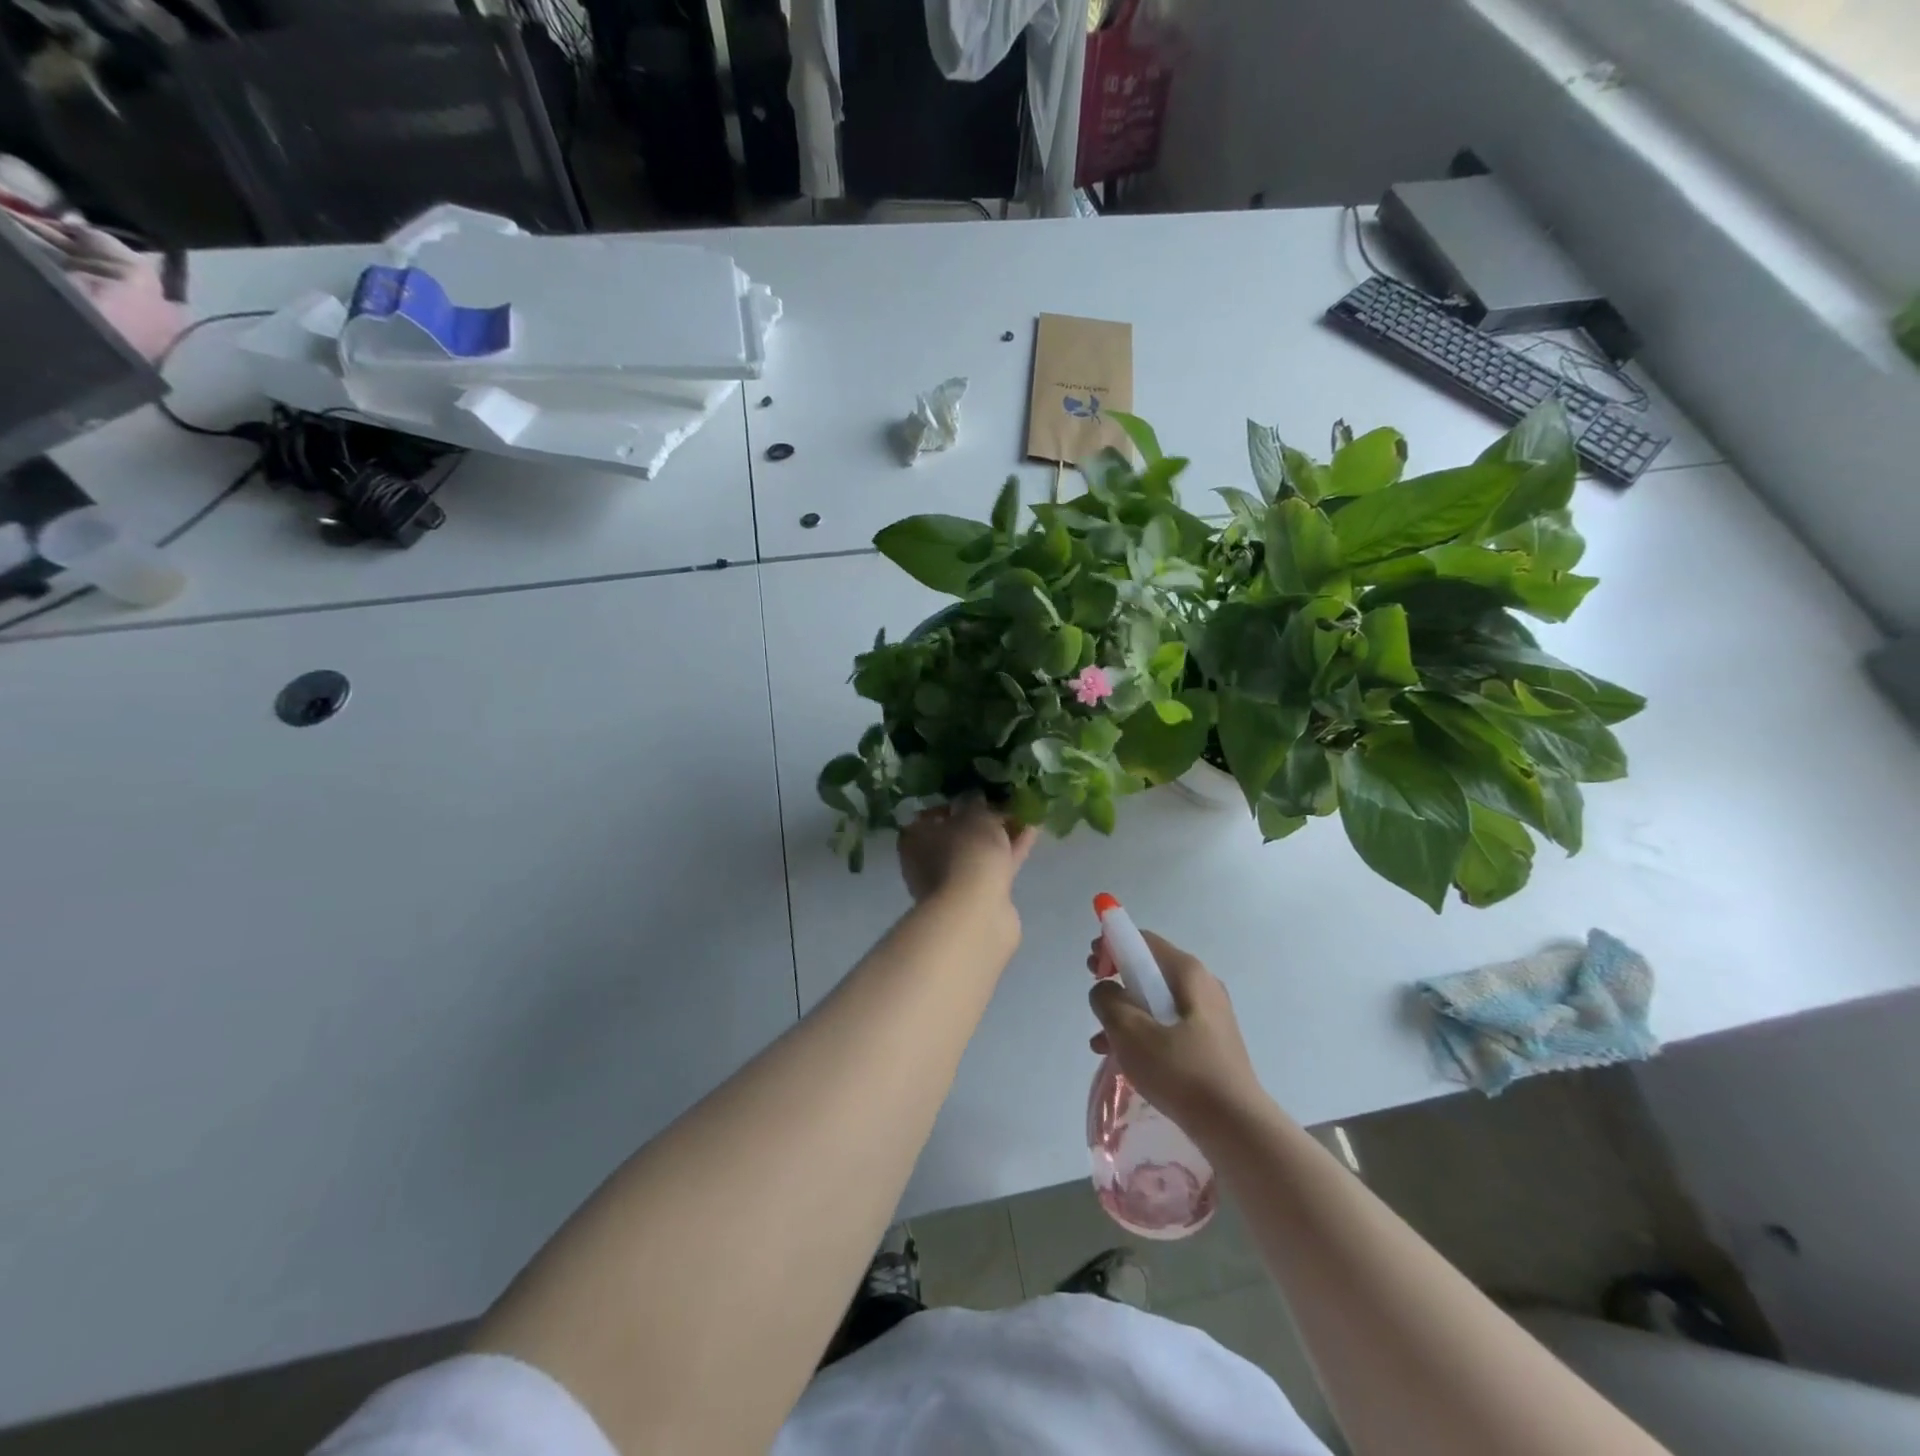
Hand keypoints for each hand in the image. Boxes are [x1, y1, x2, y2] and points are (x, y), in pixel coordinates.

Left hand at [898, 800, 1036, 905]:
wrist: (976, 911)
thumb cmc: (966, 852)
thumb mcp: (974, 816)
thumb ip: (976, 804)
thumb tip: (975, 798)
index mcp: (915, 838)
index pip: (931, 814)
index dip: (956, 803)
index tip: (979, 794)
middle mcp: (927, 861)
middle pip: (958, 834)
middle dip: (983, 820)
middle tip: (1005, 802)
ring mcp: (952, 882)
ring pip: (979, 851)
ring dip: (1000, 834)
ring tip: (1025, 813)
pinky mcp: (977, 896)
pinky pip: (995, 865)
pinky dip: (1011, 850)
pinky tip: (1031, 832)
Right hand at [1087, 929, 1267, 1132]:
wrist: (1236, 1128)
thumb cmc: (1181, 1071)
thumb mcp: (1130, 1032)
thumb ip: (1108, 1001)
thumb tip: (1106, 991)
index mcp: (1188, 973)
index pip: (1143, 941)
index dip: (1112, 946)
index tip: (1092, 969)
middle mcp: (1202, 986)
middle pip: (1150, 969)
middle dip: (1117, 981)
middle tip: (1095, 999)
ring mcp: (1209, 1016)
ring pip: (1156, 1002)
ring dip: (1125, 1014)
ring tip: (1100, 1042)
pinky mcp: (1210, 1044)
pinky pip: (1168, 1026)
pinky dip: (1143, 1034)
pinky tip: (1123, 1060)